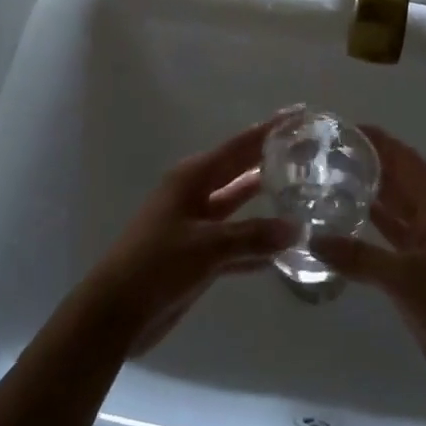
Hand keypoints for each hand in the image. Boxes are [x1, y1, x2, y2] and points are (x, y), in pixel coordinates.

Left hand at [84, 122, 296, 356]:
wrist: (115, 313)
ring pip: (239, 207)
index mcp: (193, 177)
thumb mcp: (207, 245)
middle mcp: (195, 193)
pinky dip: (256, 245)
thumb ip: (253, 236)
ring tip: (305, 194)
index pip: (240, 146)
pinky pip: (235, 242)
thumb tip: (297, 228)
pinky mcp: (198, 255)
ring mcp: (196, 225)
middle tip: (310, 150)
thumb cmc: (157, 264)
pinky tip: (284, 251)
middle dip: (271, 160)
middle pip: (241, 171)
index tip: (299, 113)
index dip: (270, 130)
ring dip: (267, 204)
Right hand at [314, 127, 425, 418]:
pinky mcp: (423, 268)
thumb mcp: (405, 281)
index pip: (403, 158)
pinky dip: (373, 225)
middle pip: (398, 178)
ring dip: (368, 192)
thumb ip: (358, 258)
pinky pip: (394, 235)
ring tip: (327, 179)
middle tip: (323, 152)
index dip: (376, 140)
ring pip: (395, 206)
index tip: (340, 127)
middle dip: (367, 162)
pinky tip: (344, 222)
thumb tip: (312, 238)